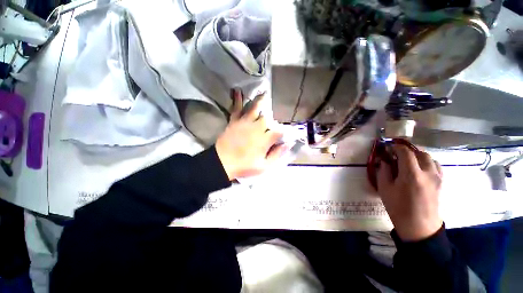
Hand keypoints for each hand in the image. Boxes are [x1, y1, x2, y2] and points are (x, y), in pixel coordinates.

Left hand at [216, 89, 287, 180]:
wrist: (222, 163)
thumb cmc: (244, 166)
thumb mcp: (264, 166)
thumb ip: (277, 154)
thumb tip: (289, 144)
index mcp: (265, 139)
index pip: (279, 131)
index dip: (285, 131)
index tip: (288, 131)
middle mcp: (256, 128)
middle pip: (267, 118)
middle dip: (272, 117)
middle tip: (273, 117)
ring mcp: (244, 123)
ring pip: (254, 108)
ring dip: (260, 101)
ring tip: (264, 93)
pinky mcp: (234, 121)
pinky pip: (236, 108)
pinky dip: (237, 100)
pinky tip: (238, 91)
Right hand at [377, 145, 442, 241]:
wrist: (419, 227)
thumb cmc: (398, 208)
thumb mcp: (385, 189)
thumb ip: (383, 171)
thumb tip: (384, 160)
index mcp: (412, 174)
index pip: (405, 152)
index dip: (396, 147)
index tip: (388, 147)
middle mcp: (428, 173)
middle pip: (420, 153)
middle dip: (407, 150)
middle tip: (397, 154)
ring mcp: (438, 178)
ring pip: (430, 158)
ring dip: (418, 156)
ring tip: (409, 161)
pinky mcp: (442, 183)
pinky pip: (436, 166)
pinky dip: (427, 163)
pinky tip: (420, 169)